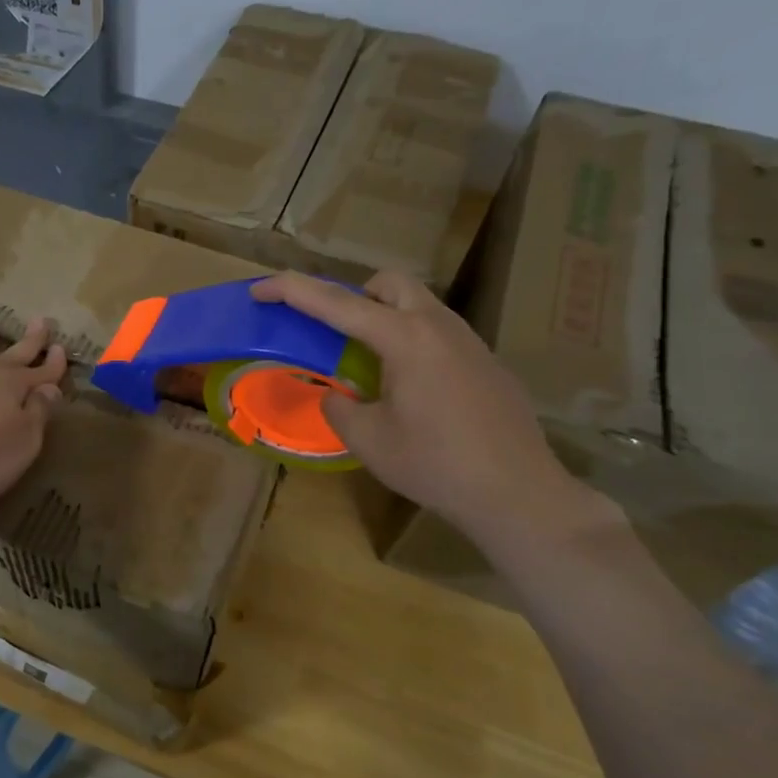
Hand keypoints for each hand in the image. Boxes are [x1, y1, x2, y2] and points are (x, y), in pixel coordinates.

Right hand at [249, 270, 594, 544]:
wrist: (518, 493)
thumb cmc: (436, 465)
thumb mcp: (369, 440)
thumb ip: (339, 408)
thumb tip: (336, 395)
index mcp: (404, 338)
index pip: (336, 303)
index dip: (291, 291)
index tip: (259, 289)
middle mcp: (439, 326)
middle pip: (389, 285)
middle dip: (353, 295)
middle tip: (335, 333)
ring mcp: (469, 342)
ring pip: (418, 306)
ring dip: (384, 318)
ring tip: (369, 366)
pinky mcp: (486, 363)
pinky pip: (438, 334)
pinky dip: (410, 342)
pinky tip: (411, 391)